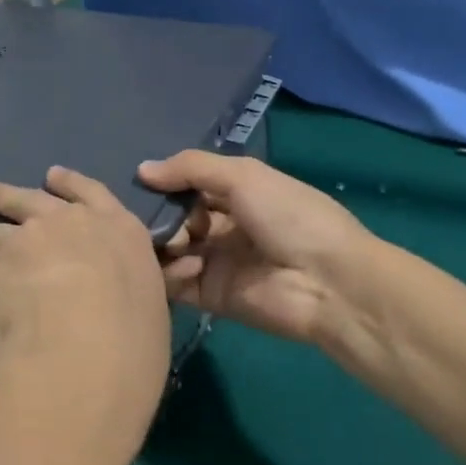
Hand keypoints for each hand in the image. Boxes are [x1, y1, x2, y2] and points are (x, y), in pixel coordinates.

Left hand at [0, 167, 173, 464]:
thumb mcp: (152, 301)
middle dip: (5, 197)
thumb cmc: (136, 332)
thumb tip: (126, 298)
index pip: (91, 194)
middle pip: (28, 203)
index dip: (69, 184)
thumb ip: (134, 289)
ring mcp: (22, 245)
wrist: (87, 345)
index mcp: (114, 228)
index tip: (51, 176)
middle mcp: (65, 226)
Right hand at [138, 150, 375, 347]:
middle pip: (175, 217)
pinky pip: (175, 282)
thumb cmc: (290, 216)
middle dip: (159, 215)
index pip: (189, 185)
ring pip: (169, 249)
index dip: (165, 183)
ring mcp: (215, 262)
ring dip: (164, 243)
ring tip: (175, 242)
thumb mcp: (244, 176)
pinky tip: (190, 265)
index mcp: (238, 194)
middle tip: (152, 218)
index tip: (137, 183)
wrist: (327, 281)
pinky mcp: (209, 296)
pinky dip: (172, 273)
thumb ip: (191, 168)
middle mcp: (223, 226)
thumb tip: (142, 170)